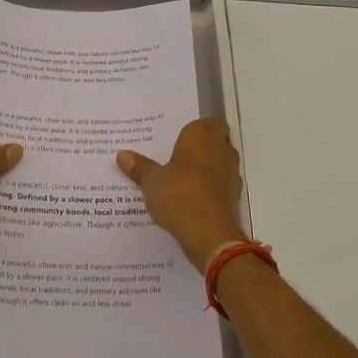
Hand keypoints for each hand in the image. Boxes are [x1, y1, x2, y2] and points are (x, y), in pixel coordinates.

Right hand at [118, 118, 247, 267]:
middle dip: (200, 148)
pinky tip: (192, 199)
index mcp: (201, 135)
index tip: (179, 139)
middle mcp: (221, 149)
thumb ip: (139, 167)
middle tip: (176, 157)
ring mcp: (231, 173)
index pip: (207, 122)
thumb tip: (122, 154)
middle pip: (215, 141)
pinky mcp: (234, 196)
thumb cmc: (179, 196)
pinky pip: (221, 185)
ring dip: (207, 169)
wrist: (210, 235)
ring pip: (220, 163)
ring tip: (181, 179)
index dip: (196, 130)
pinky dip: (210, 188)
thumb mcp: (152, 182)